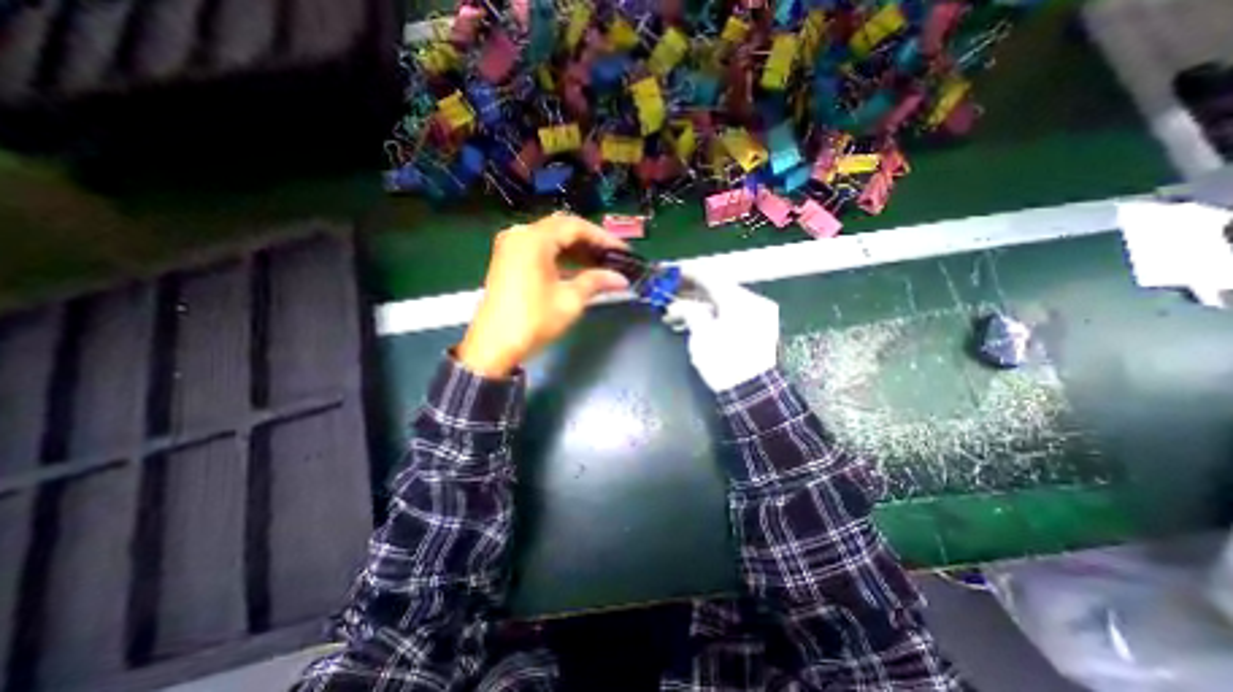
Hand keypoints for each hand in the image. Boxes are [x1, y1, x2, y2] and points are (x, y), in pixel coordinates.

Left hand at [453, 213, 628, 379]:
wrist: (494, 346)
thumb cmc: (534, 320)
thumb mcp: (570, 300)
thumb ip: (596, 282)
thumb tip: (620, 279)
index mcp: (534, 239)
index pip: (575, 227)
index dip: (602, 238)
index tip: (622, 251)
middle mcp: (519, 234)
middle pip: (562, 229)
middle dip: (590, 242)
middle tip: (612, 257)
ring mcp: (511, 246)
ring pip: (551, 239)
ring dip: (575, 250)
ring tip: (600, 264)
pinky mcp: (507, 260)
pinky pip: (539, 249)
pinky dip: (560, 257)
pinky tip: (577, 270)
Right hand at [666, 272, 778, 391]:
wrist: (753, 393)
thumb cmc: (724, 363)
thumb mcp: (702, 336)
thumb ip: (690, 312)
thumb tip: (679, 305)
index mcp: (740, 301)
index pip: (711, 278)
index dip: (689, 274)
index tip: (673, 272)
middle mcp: (754, 302)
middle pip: (719, 290)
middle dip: (693, 292)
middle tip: (672, 295)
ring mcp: (760, 315)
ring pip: (725, 302)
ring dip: (702, 305)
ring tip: (678, 313)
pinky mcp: (760, 328)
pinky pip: (733, 313)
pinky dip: (715, 314)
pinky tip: (697, 321)